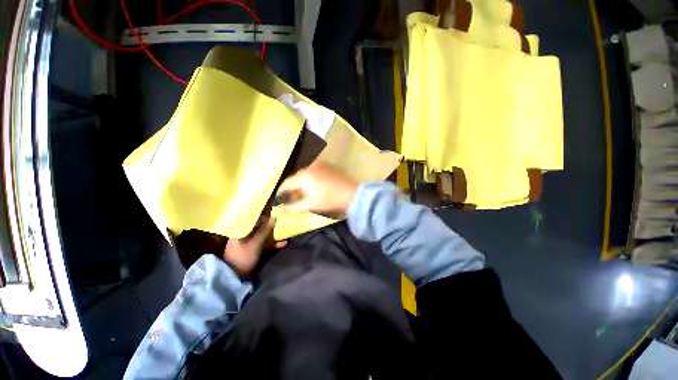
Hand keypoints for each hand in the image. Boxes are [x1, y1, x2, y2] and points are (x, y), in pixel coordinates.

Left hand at [222, 216, 286, 278]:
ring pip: (264, 236)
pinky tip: (284, 243)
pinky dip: (273, 244)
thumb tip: (273, 217)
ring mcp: (250, 244)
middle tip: (281, 220)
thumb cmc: (243, 257)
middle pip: (259, 228)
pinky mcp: (255, 251)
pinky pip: (265, 244)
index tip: (273, 212)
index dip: (263, 216)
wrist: (235, 278)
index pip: (252, 220)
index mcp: (240, 232)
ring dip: (274, 235)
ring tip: (285, 231)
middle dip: (270, 225)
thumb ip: (264, 230)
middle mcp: (244, 236)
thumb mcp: (255, 243)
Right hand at [277, 162, 357, 215]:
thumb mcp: (311, 205)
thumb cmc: (330, 200)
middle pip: (296, 177)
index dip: (281, 192)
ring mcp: (320, 164)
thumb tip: (281, 209)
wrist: (353, 194)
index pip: (287, 183)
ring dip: (303, 183)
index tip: (279, 199)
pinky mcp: (328, 165)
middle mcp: (310, 166)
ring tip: (305, 193)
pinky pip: (315, 171)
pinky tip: (316, 186)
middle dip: (293, 188)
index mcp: (304, 175)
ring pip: (306, 174)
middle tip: (293, 198)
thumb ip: (294, 206)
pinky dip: (312, 178)